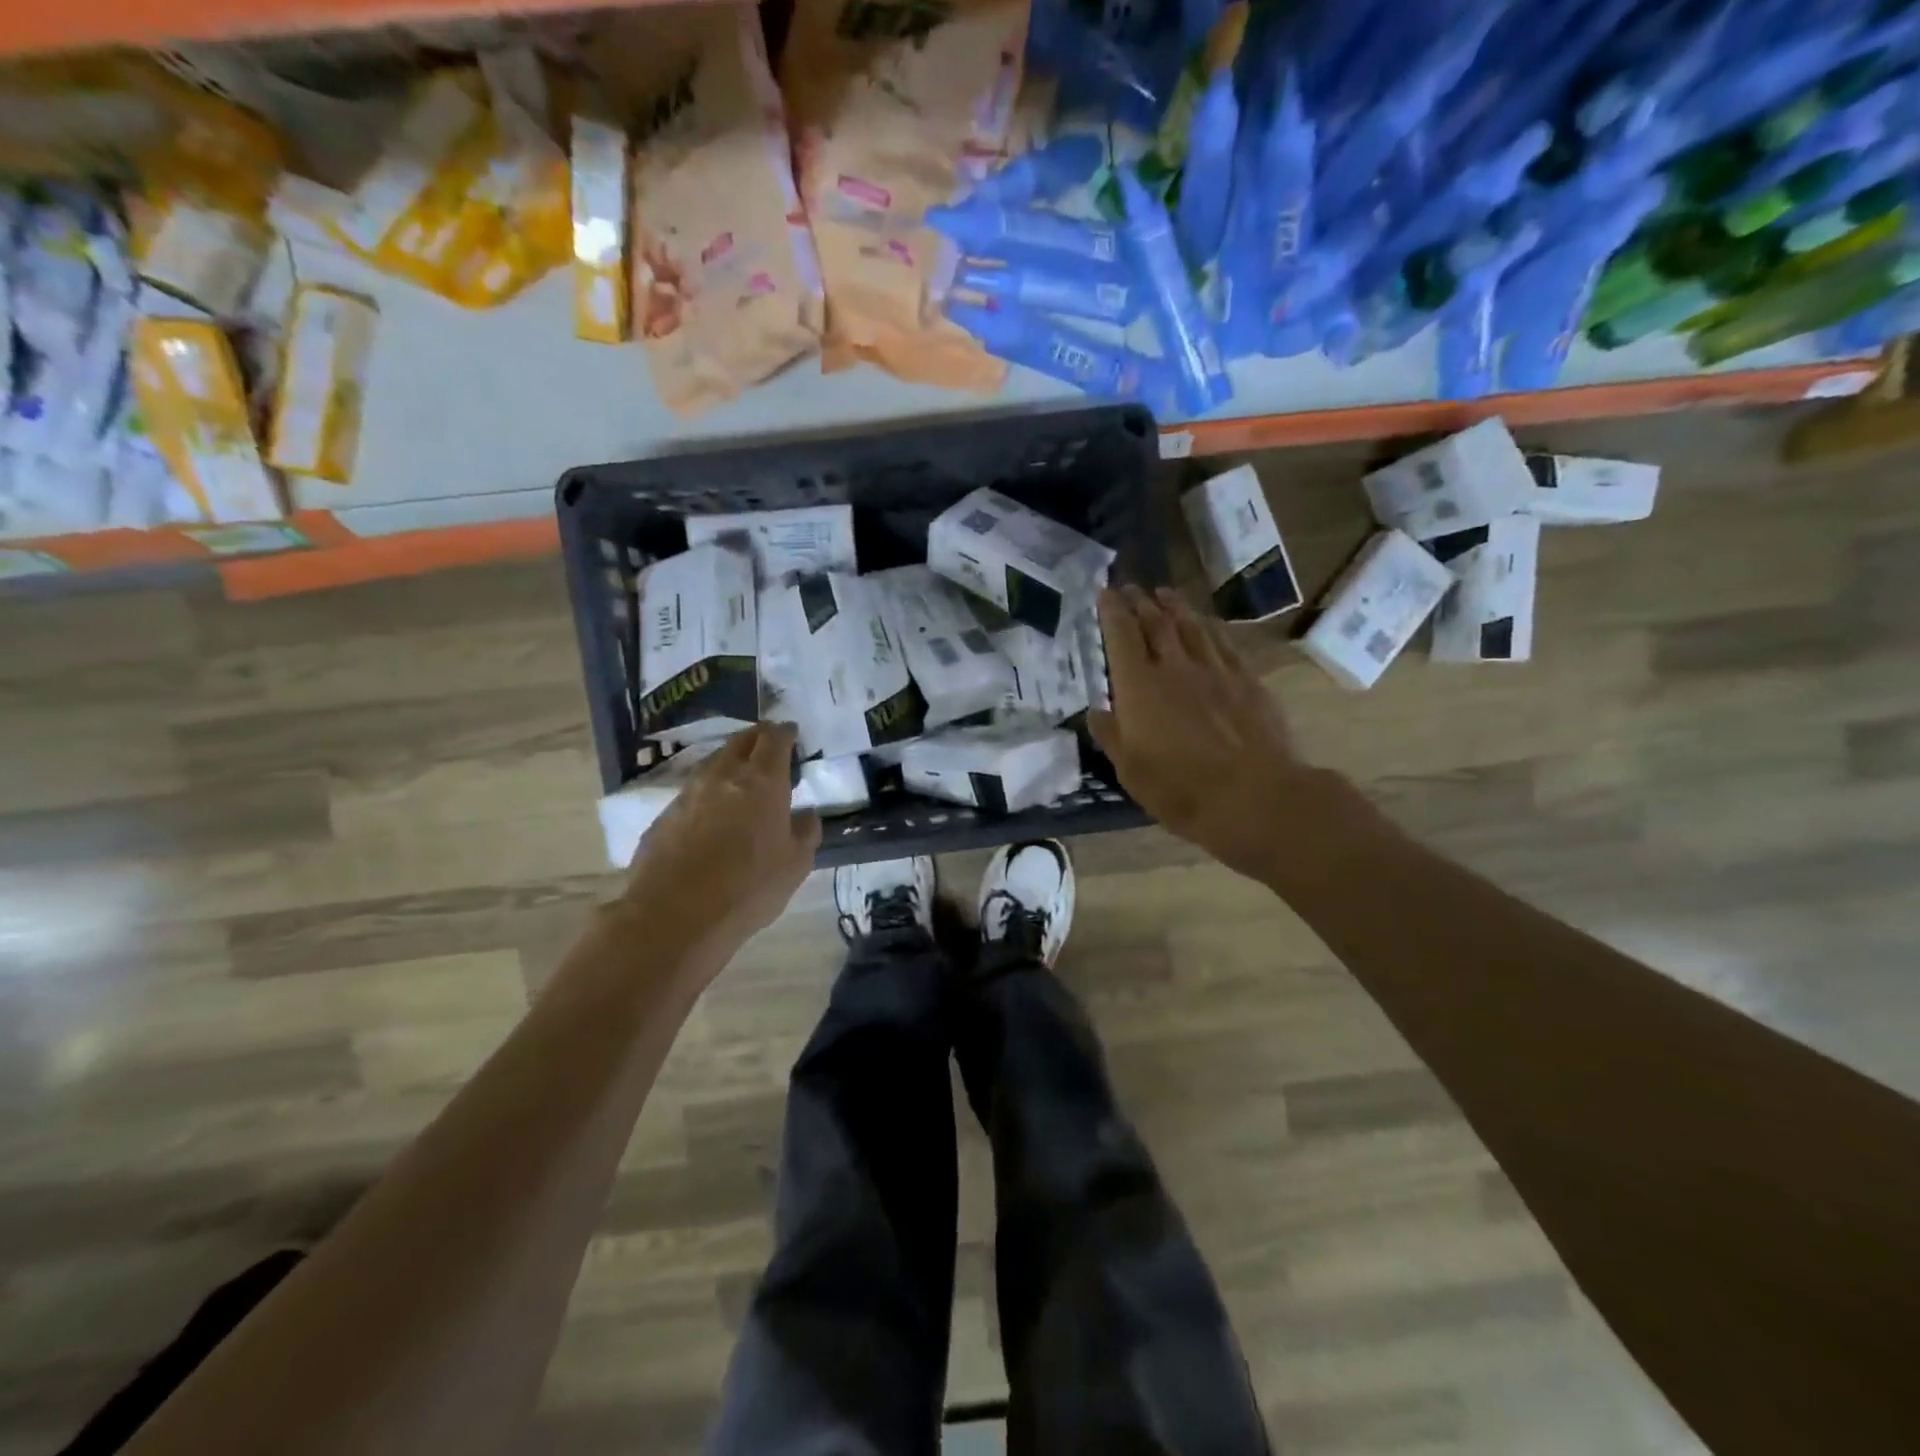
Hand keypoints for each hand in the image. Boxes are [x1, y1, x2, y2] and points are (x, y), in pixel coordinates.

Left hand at [623, 723, 821, 958]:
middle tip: (768, 745)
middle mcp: (723, 776)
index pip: (774, 740)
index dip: (784, 733)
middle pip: (740, 742)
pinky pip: (693, 792)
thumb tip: (805, 814)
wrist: (674, 915)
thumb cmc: (748, 887)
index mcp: (763, 781)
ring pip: (713, 764)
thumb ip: (805, 832)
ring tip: (741, 775)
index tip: (791, 732)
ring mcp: (689, 794)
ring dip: (730, 762)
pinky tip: (712, 811)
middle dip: (756, 738)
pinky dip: (708, 792)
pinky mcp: (664, 816)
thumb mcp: (795, 865)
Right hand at [1090, 586, 1341, 883]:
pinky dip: (1209, 627)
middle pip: (1156, 622)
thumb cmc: (1180, 789)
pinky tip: (1207, 624)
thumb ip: (1112, 736)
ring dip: (1175, 606)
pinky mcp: (1247, 681)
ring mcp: (1215, 670)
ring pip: (1191, 626)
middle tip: (1131, 588)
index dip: (1111, 611)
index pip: (1122, 635)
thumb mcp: (1131, 771)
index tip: (1104, 592)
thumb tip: (1097, 711)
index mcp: (1139, 687)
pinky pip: (1224, 643)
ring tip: (1164, 593)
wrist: (1254, 796)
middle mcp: (1175, 667)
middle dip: (1140, 602)